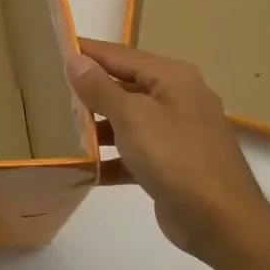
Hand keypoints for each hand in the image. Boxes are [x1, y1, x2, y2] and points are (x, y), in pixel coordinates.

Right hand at [66, 39, 269, 263]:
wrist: (221, 222)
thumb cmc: (175, 158)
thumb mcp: (132, 117)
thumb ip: (100, 87)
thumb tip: (75, 58)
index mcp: (172, 78)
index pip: (120, 54)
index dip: (87, 51)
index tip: (52, 47)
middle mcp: (177, 99)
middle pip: (124, 86)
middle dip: (88, 89)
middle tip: (48, 87)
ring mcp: (176, 133)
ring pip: (127, 120)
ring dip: (96, 125)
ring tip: (56, 126)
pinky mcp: (171, 165)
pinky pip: (133, 152)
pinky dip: (110, 158)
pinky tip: (82, 167)